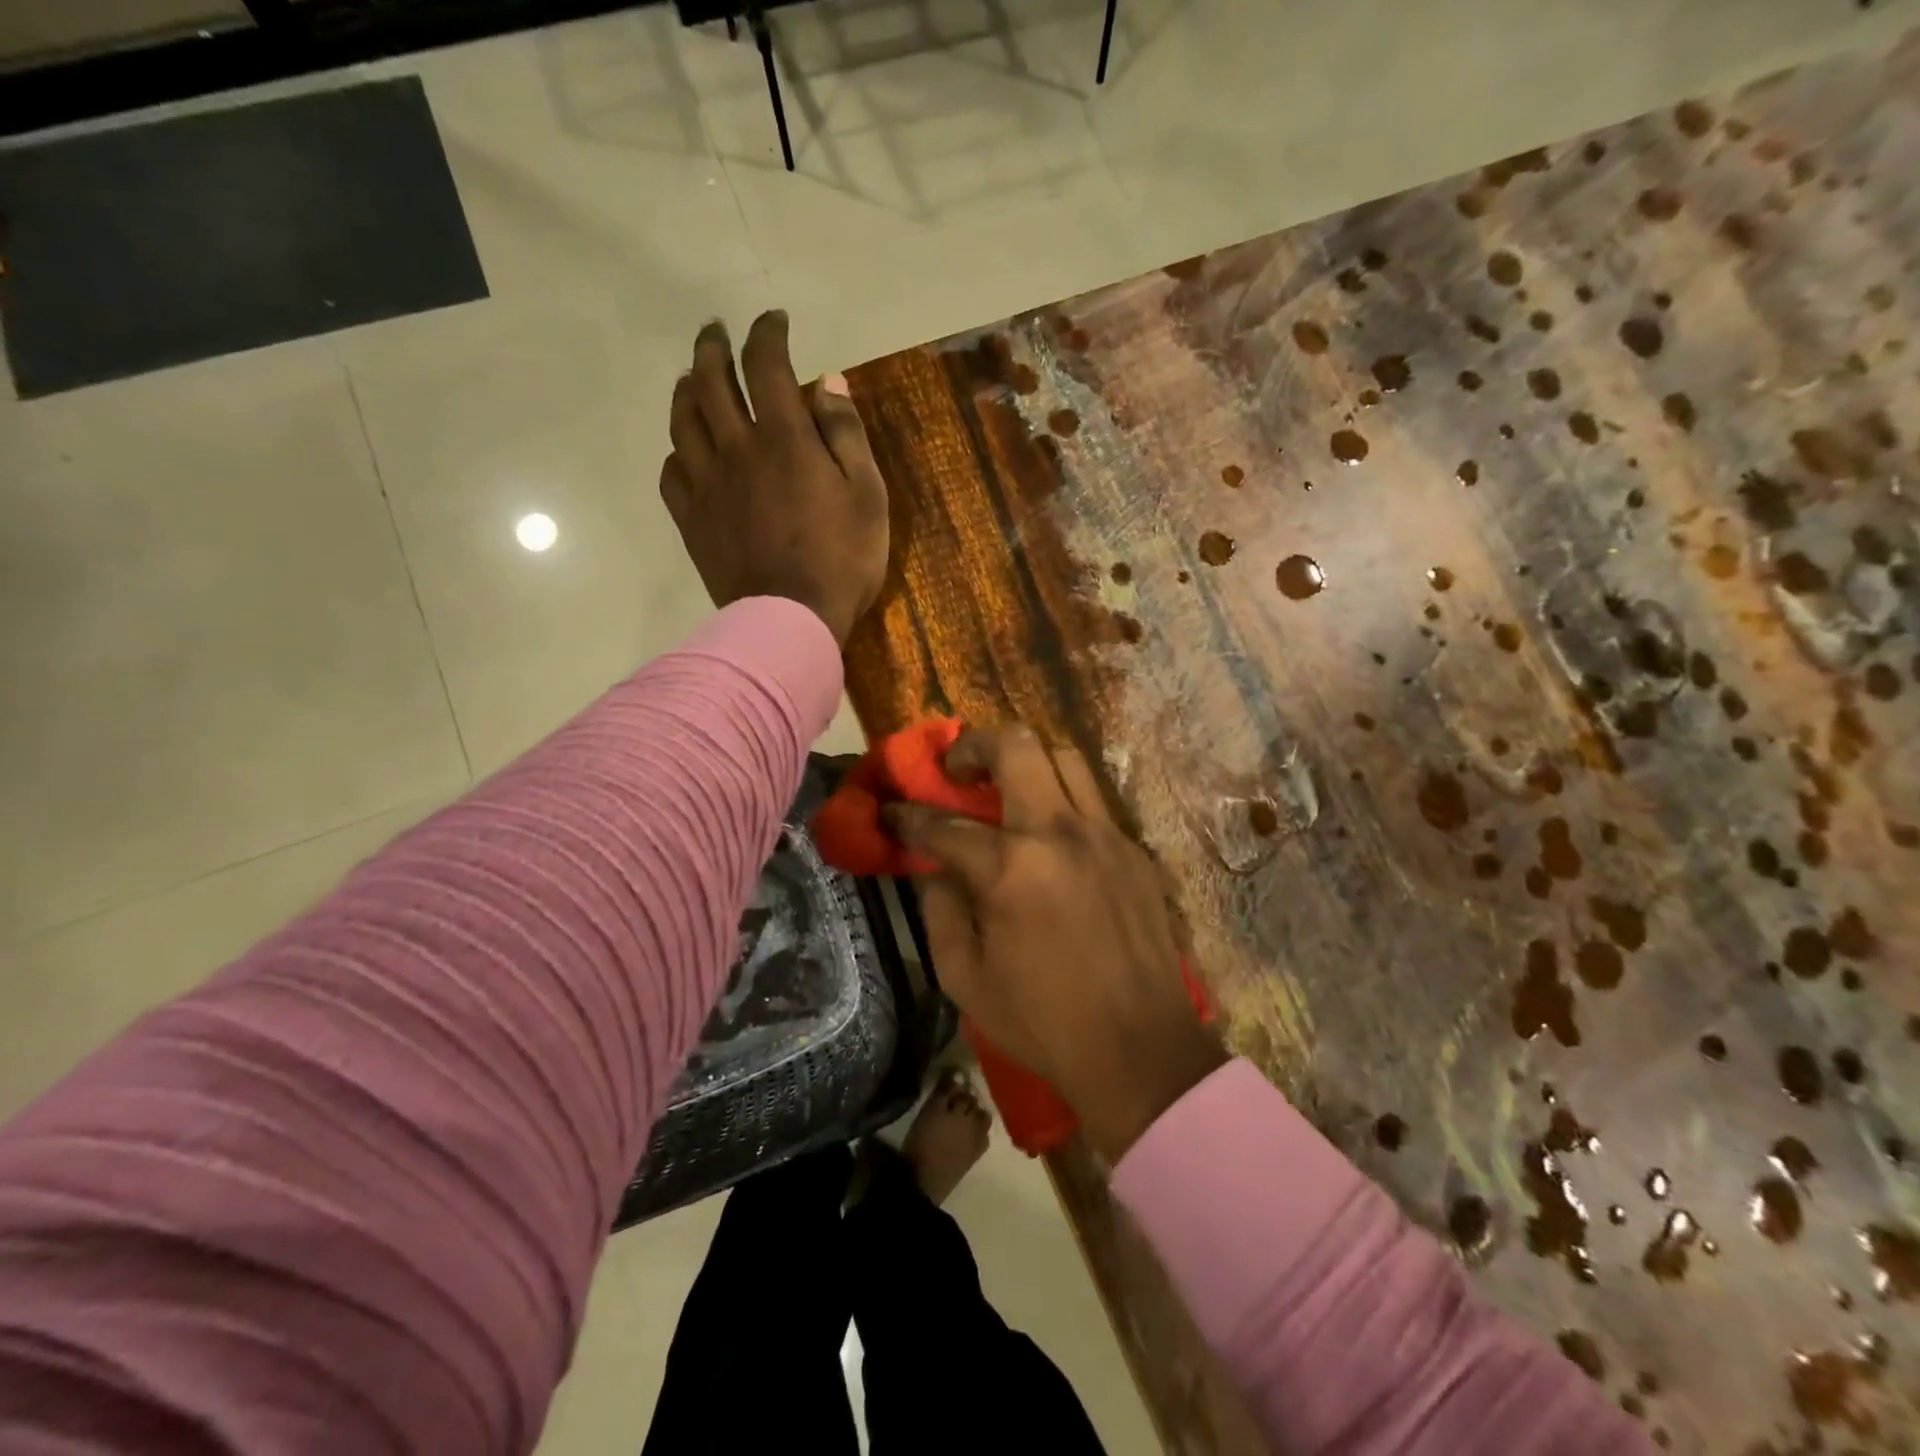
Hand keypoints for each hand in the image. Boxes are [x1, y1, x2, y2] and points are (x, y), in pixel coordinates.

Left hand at [660, 311, 888, 645]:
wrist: (791, 620)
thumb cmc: (842, 560)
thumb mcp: (867, 496)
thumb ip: (846, 435)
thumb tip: (826, 382)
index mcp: (784, 438)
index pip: (766, 365)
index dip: (768, 334)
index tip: (774, 321)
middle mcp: (737, 449)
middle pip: (711, 382)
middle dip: (713, 348)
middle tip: (716, 332)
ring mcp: (707, 485)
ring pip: (683, 420)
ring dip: (686, 389)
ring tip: (692, 378)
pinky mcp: (692, 519)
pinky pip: (673, 472)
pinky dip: (678, 450)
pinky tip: (687, 450)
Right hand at [888, 727, 1227, 1160]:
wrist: (1141, 1050)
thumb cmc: (1044, 1022)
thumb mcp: (965, 979)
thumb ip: (941, 912)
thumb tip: (937, 871)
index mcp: (1011, 869)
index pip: (944, 824)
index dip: (908, 816)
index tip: (891, 812)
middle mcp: (1060, 833)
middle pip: (1017, 747)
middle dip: (974, 746)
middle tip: (957, 770)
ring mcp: (1106, 835)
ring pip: (1064, 757)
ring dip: (1026, 761)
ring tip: (1005, 788)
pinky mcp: (1135, 850)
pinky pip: (1093, 801)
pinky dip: (1062, 801)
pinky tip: (1051, 838)